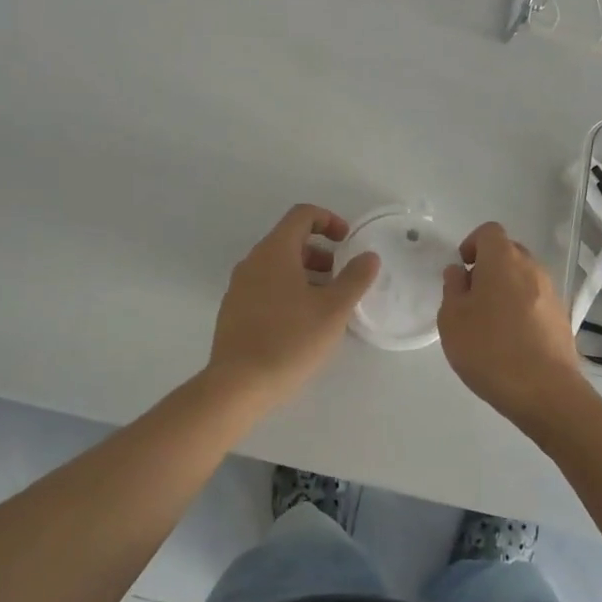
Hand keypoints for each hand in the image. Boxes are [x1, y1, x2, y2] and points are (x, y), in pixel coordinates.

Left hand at [208, 205, 380, 408]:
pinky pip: (265, 287)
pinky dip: (287, 291)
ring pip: (277, 266)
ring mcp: (239, 287)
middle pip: (290, 240)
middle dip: (321, 253)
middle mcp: (253, 261)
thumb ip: (355, 278)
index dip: (329, 220)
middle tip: (342, 278)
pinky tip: (302, 324)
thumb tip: (368, 257)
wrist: (237, 386)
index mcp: (275, 251)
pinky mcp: (233, 311)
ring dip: (306, 274)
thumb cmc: (289, 340)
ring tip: (326, 304)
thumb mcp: (333, 310)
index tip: (348, 242)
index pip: (302, 215)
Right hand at [437, 221, 586, 426]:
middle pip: (508, 253)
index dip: (471, 244)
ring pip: (524, 278)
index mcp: (503, 260)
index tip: (461, 270)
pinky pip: (536, 301)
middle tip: (471, 298)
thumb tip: (459, 272)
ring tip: (490, 324)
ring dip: (506, 290)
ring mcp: (552, 293)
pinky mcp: (562, 318)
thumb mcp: (452, 319)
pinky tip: (511, 342)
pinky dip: (522, 310)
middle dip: (488, 267)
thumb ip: (453, 288)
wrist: (546, 392)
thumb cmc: (490, 349)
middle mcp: (532, 268)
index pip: (489, 232)